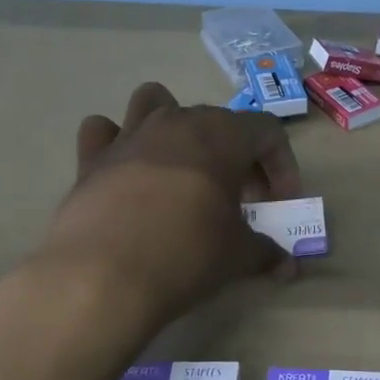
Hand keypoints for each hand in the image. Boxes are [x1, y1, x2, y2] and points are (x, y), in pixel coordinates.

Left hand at [38, 82, 303, 324]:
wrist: (102, 276)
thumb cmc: (187, 253)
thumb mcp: (239, 256)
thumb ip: (267, 252)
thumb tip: (287, 265)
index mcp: (221, 134)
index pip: (268, 131)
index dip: (282, 166)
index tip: (280, 204)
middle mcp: (176, 121)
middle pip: (218, 122)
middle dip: (236, 158)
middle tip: (240, 203)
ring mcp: (130, 135)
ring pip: (155, 103)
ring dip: (174, 128)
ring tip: (182, 169)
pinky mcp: (91, 158)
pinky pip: (104, 132)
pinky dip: (117, 144)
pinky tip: (127, 173)